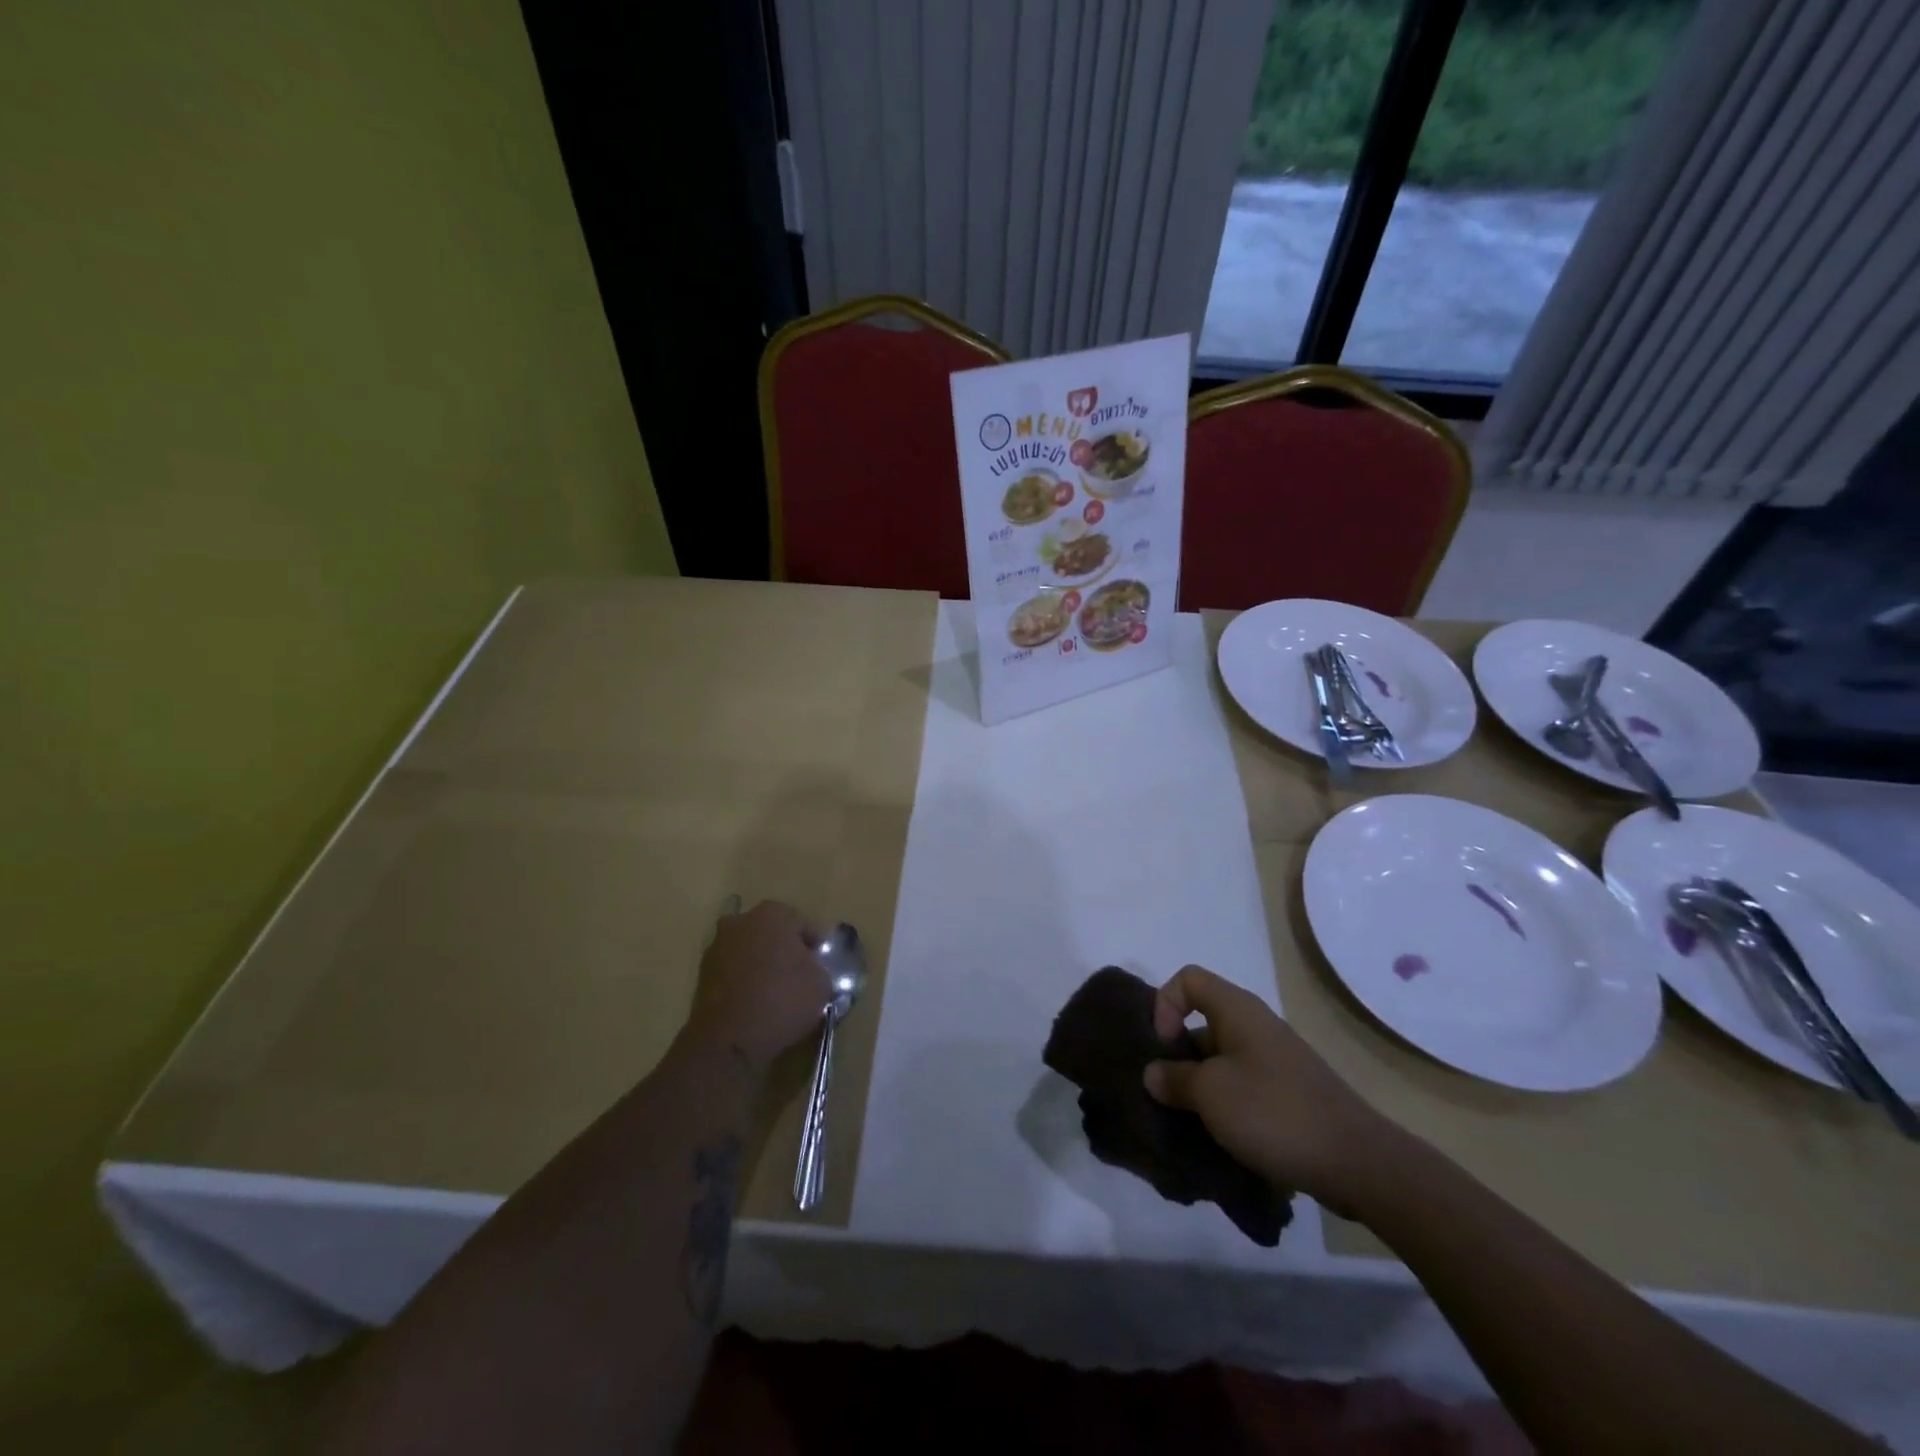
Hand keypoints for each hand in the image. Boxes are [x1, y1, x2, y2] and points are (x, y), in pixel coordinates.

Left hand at [688, 900, 832, 1070]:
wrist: (729, 1040)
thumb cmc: (783, 1000)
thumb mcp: (822, 983)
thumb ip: (819, 968)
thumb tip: (811, 970)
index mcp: (773, 914)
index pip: (803, 925)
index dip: (815, 947)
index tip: (821, 968)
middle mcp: (741, 921)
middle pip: (772, 934)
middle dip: (784, 951)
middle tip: (799, 978)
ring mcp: (717, 947)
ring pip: (750, 952)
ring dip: (761, 966)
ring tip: (776, 995)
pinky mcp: (701, 975)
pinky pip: (733, 972)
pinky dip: (744, 983)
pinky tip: (756, 1005)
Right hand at [1144, 965, 1390, 1208]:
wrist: (1357, 1162)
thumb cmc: (1274, 1112)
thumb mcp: (1211, 1094)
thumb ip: (1174, 1078)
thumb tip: (1154, 1073)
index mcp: (1237, 1010)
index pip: (1188, 979)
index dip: (1165, 1004)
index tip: (1164, 1047)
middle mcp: (1256, 1026)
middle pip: (1202, 1021)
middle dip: (1178, 1053)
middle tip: (1165, 1091)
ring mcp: (1274, 1061)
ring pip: (1220, 1059)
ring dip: (1199, 1086)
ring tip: (1186, 1121)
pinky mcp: (1287, 1094)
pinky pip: (1242, 1086)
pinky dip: (1224, 1105)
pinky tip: (1218, 1137)